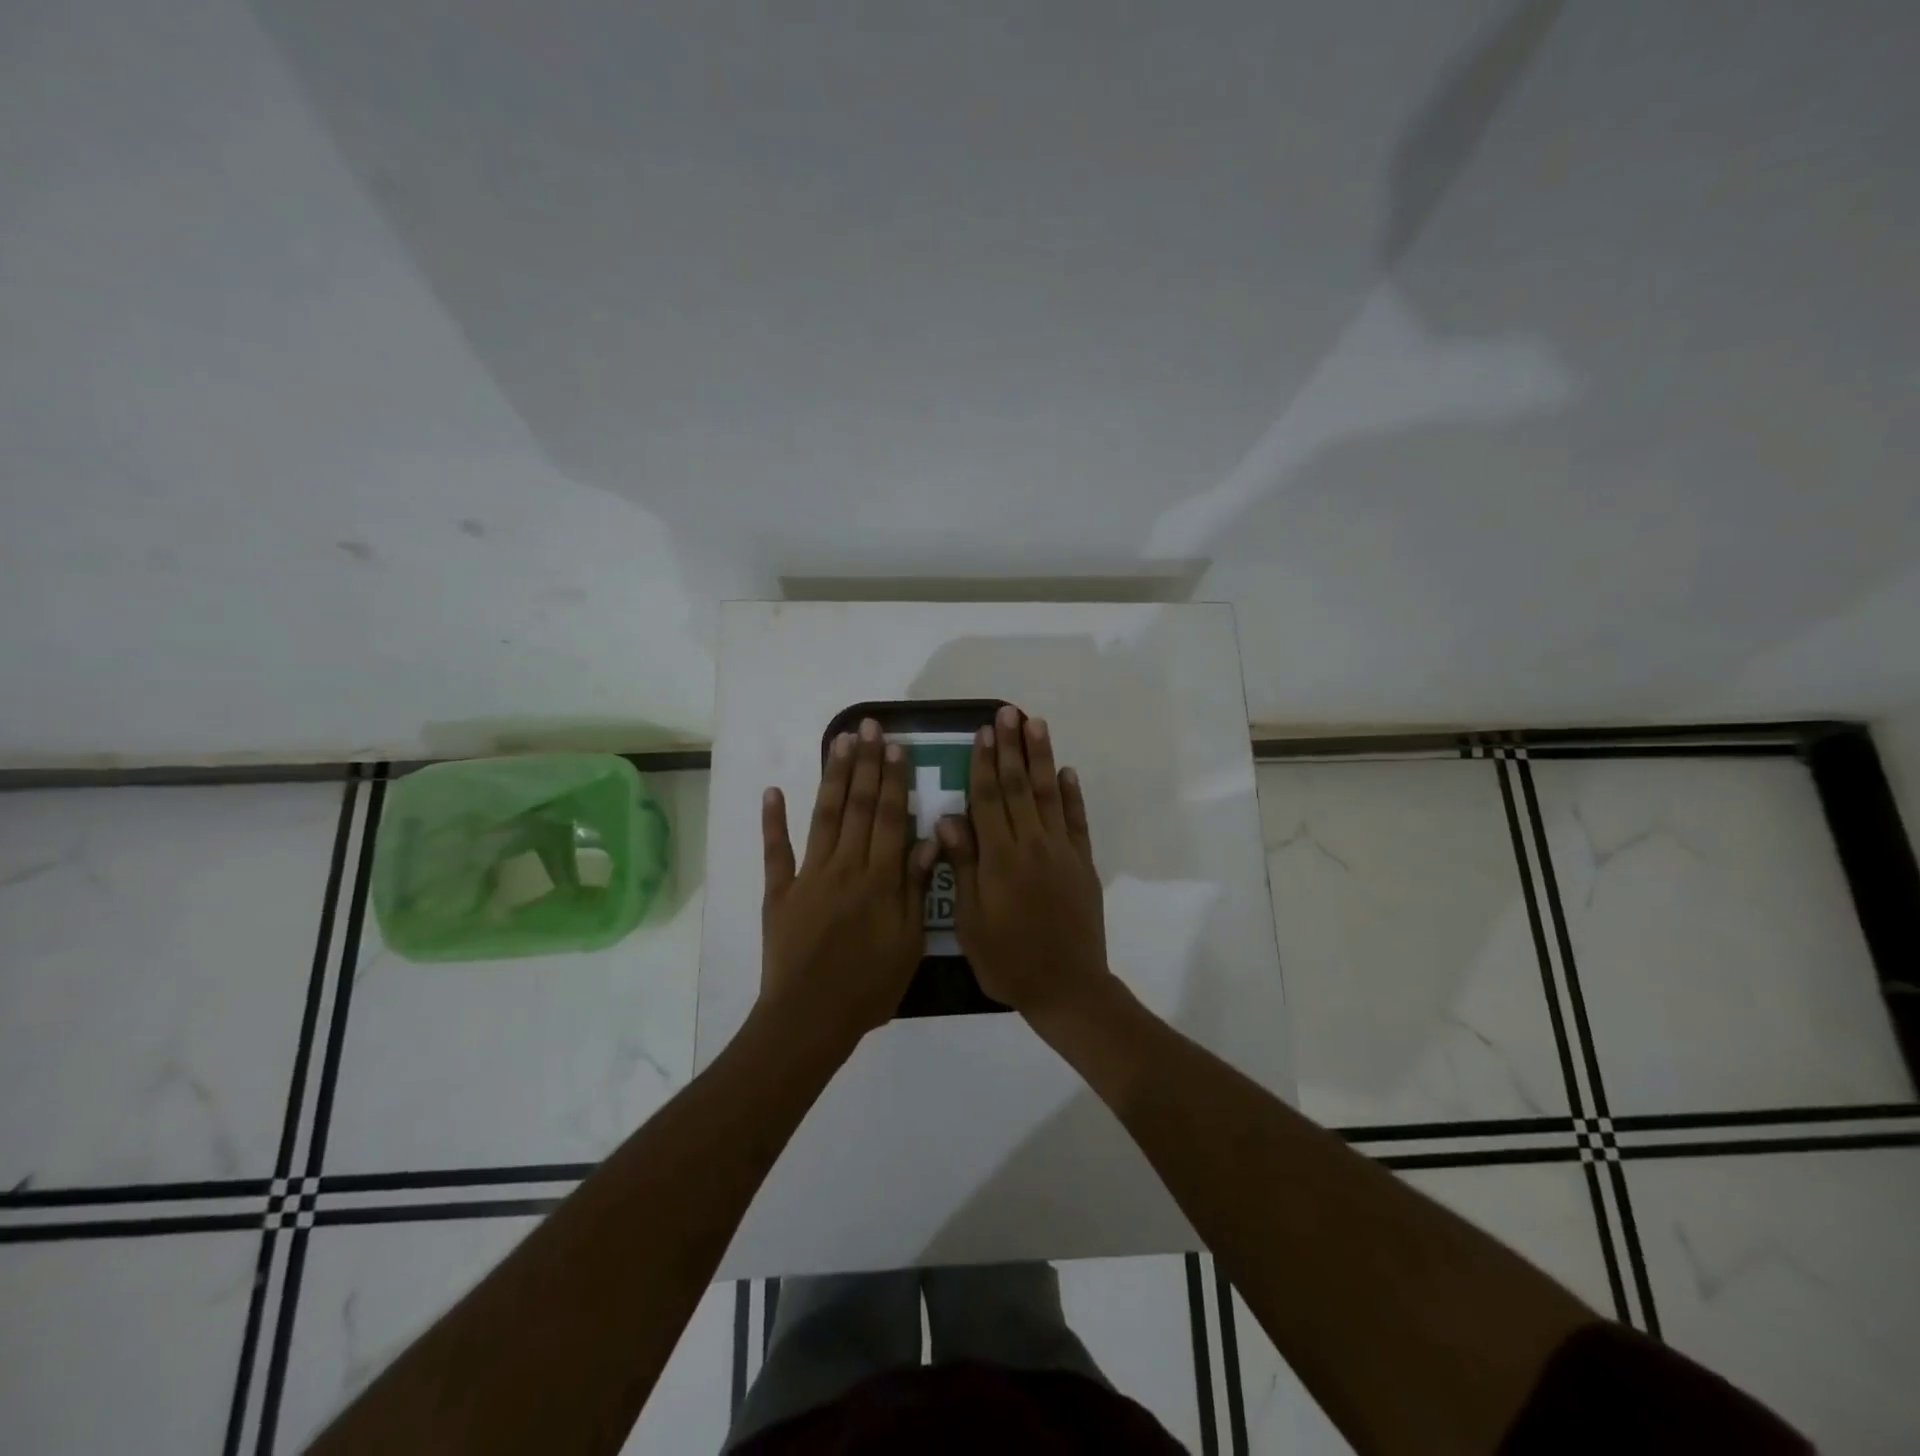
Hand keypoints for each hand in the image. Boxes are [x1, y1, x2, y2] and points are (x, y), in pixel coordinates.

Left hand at [761, 718, 937, 1051]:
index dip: (894, 781)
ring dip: (833, 777)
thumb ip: (916, 888)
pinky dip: (773, 821)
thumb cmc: (869, 987)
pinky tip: (773, 791)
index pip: (890, 818)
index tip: (897, 747)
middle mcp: (844, 867)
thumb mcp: (909, 943)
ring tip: (840, 742)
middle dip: (866, 764)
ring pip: (824, 817)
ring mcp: (807, 876)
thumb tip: (928, 838)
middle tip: (869, 727)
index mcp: (879, 880)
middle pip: (858, 807)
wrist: (809, 1020)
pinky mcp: (779, 892)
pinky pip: (775, 851)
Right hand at [938, 704, 1115, 1020]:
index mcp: (1000, 858)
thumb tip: (948, 819)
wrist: (1067, 987)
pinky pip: (1077, 822)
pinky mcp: (1083, 864)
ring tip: (1036, 725)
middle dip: (1011, 747)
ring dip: (1041, 758)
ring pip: (1049, 794)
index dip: (983, 763)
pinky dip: (1072, 795)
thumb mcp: (971, 922)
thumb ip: (964, 867)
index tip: (982, 731)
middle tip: (1009, 712)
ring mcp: (1061, 852)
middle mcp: (1032, 845)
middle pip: (1018, 787)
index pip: (988, 799)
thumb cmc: (1008, 960)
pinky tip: (1067, 772)